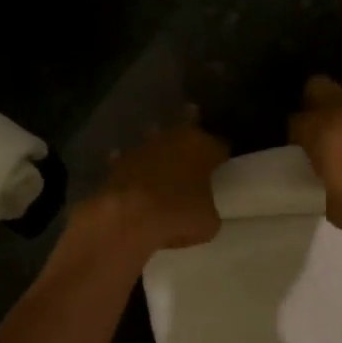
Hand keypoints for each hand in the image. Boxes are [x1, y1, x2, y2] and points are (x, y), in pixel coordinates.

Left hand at [77, 115, 228, 254]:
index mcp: (202, 148)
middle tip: (193, 119)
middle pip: (185, 124)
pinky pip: (128, 158)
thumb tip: (203, 212)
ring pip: (154, 136)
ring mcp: (143, 147)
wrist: (129, 217)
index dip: (221, 155)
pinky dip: (131, 164)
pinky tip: (131, 171)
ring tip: (160, 145)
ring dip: (158, 141)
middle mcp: (173, 139)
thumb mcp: (208, 223)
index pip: (220, 145)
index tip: (222, 162)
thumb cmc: (178, 215)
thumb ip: (208, 211)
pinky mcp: (119, 161)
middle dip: (190, 123)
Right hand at [290, 75, 341, 228]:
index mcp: (317, 132)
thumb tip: (330, 195)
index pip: (294, 122)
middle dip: (317, 99)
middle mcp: (340, 107)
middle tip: (326, 121)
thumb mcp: (339, 210)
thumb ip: (327, 197)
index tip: (305, 148)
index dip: (298, 134)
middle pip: (316, 85)